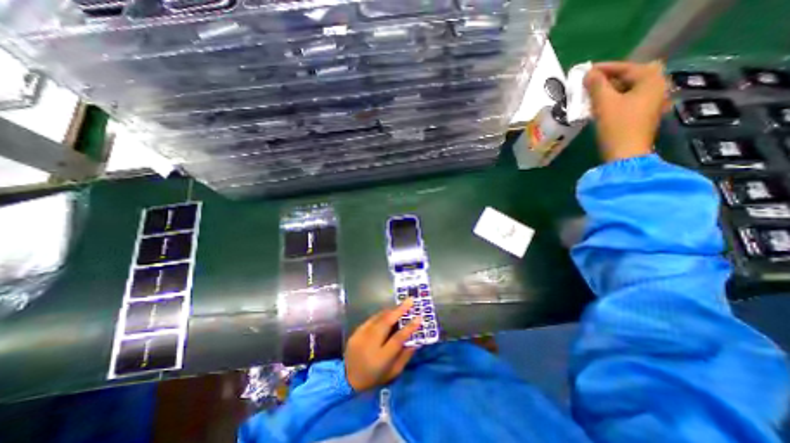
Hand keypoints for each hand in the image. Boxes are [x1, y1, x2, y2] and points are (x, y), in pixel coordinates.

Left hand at [344, 298, 422, 391]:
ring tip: (401, 306)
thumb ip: (405, 356)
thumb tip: (417, 340)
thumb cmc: (374, 378)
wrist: (347, 380)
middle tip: (410, 300)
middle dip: (399, 310)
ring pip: (378, 318)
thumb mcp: (393, 372)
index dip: (409, 328)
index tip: (419, 318)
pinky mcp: (355, 332)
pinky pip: (371, 319)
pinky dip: (381, 315)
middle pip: (386, 323)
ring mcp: (361, 336)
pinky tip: (388, 313)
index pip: (397, 339)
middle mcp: (370, 344)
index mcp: (381, 358)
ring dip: (391, 311)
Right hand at [583, 59, 669, 159]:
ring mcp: (651, 102)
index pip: (627, 67)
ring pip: (627, 89)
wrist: (625, 154)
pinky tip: (600, 106)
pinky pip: (627, 100)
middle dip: (608, 79)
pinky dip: (613, 100)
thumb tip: (588, 73)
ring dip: (609, 90)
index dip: (605, 68)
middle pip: (630, 77)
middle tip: (589, 83)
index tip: (586, 70)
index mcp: (651, 80)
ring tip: (591, 95)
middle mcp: (656, 87)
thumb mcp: (604, 103)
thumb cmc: (617, 126)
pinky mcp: (642, 115)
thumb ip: (596, 85)